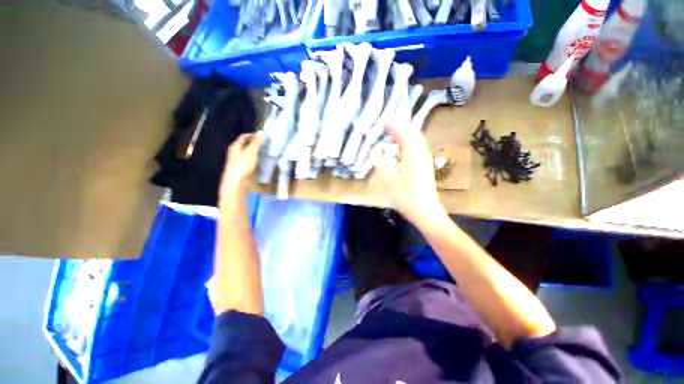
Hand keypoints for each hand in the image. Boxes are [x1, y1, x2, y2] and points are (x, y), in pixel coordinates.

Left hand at [220, 132, 263, 200]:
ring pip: (247, 153)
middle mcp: (234, 152)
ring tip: (265, 152)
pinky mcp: (240, 168)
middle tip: (265, 144)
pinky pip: (248, 160)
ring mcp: (237, 161)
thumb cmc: (243, 165)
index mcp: (235, 146)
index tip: (262, 137)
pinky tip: (260, 162)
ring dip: (255, 152)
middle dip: (254, 143)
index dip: (252, 135)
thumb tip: (261, 132)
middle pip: (244, 144)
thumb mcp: (251, 152)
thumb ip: (256, 142)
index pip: (243, 136)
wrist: (235, 182)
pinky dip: (254, 159)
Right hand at [372, 122, 443, 225]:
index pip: (404, 133)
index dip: (394, 126)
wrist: (425, 211)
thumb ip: (380, 163)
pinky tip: (400, 153)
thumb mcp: (388, 180)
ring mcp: (426, 161)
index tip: (383, 122)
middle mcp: (422, 154)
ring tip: (392, 140)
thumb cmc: (405, 196)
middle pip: (413, 135)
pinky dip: (409, 146)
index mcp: (413, 154)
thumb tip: (374, 150)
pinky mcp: (426, 167)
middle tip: (387, 131)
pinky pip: (418, 149)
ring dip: (405, 137)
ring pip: (417, 142)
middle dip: (400, 130)